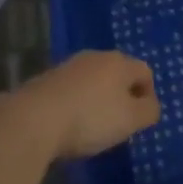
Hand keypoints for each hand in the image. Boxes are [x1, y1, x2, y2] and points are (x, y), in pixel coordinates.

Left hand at [0, 51, 159, 160]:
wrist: (31, 120)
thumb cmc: (90, 118)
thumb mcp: (131, 120)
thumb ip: (149, 111)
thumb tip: (150, 105)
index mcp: (120, 62)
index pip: (145, 72)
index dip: (148, 95)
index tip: (140, 119)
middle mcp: (95, 57)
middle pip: (118, 73)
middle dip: (122, 95)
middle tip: (119, 122)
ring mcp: (67, 66)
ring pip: (92, 81)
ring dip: (97, 99)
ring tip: (91, 126)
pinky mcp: (44, 80)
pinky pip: (70, 90)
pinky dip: (74, 103)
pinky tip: (67, 124)